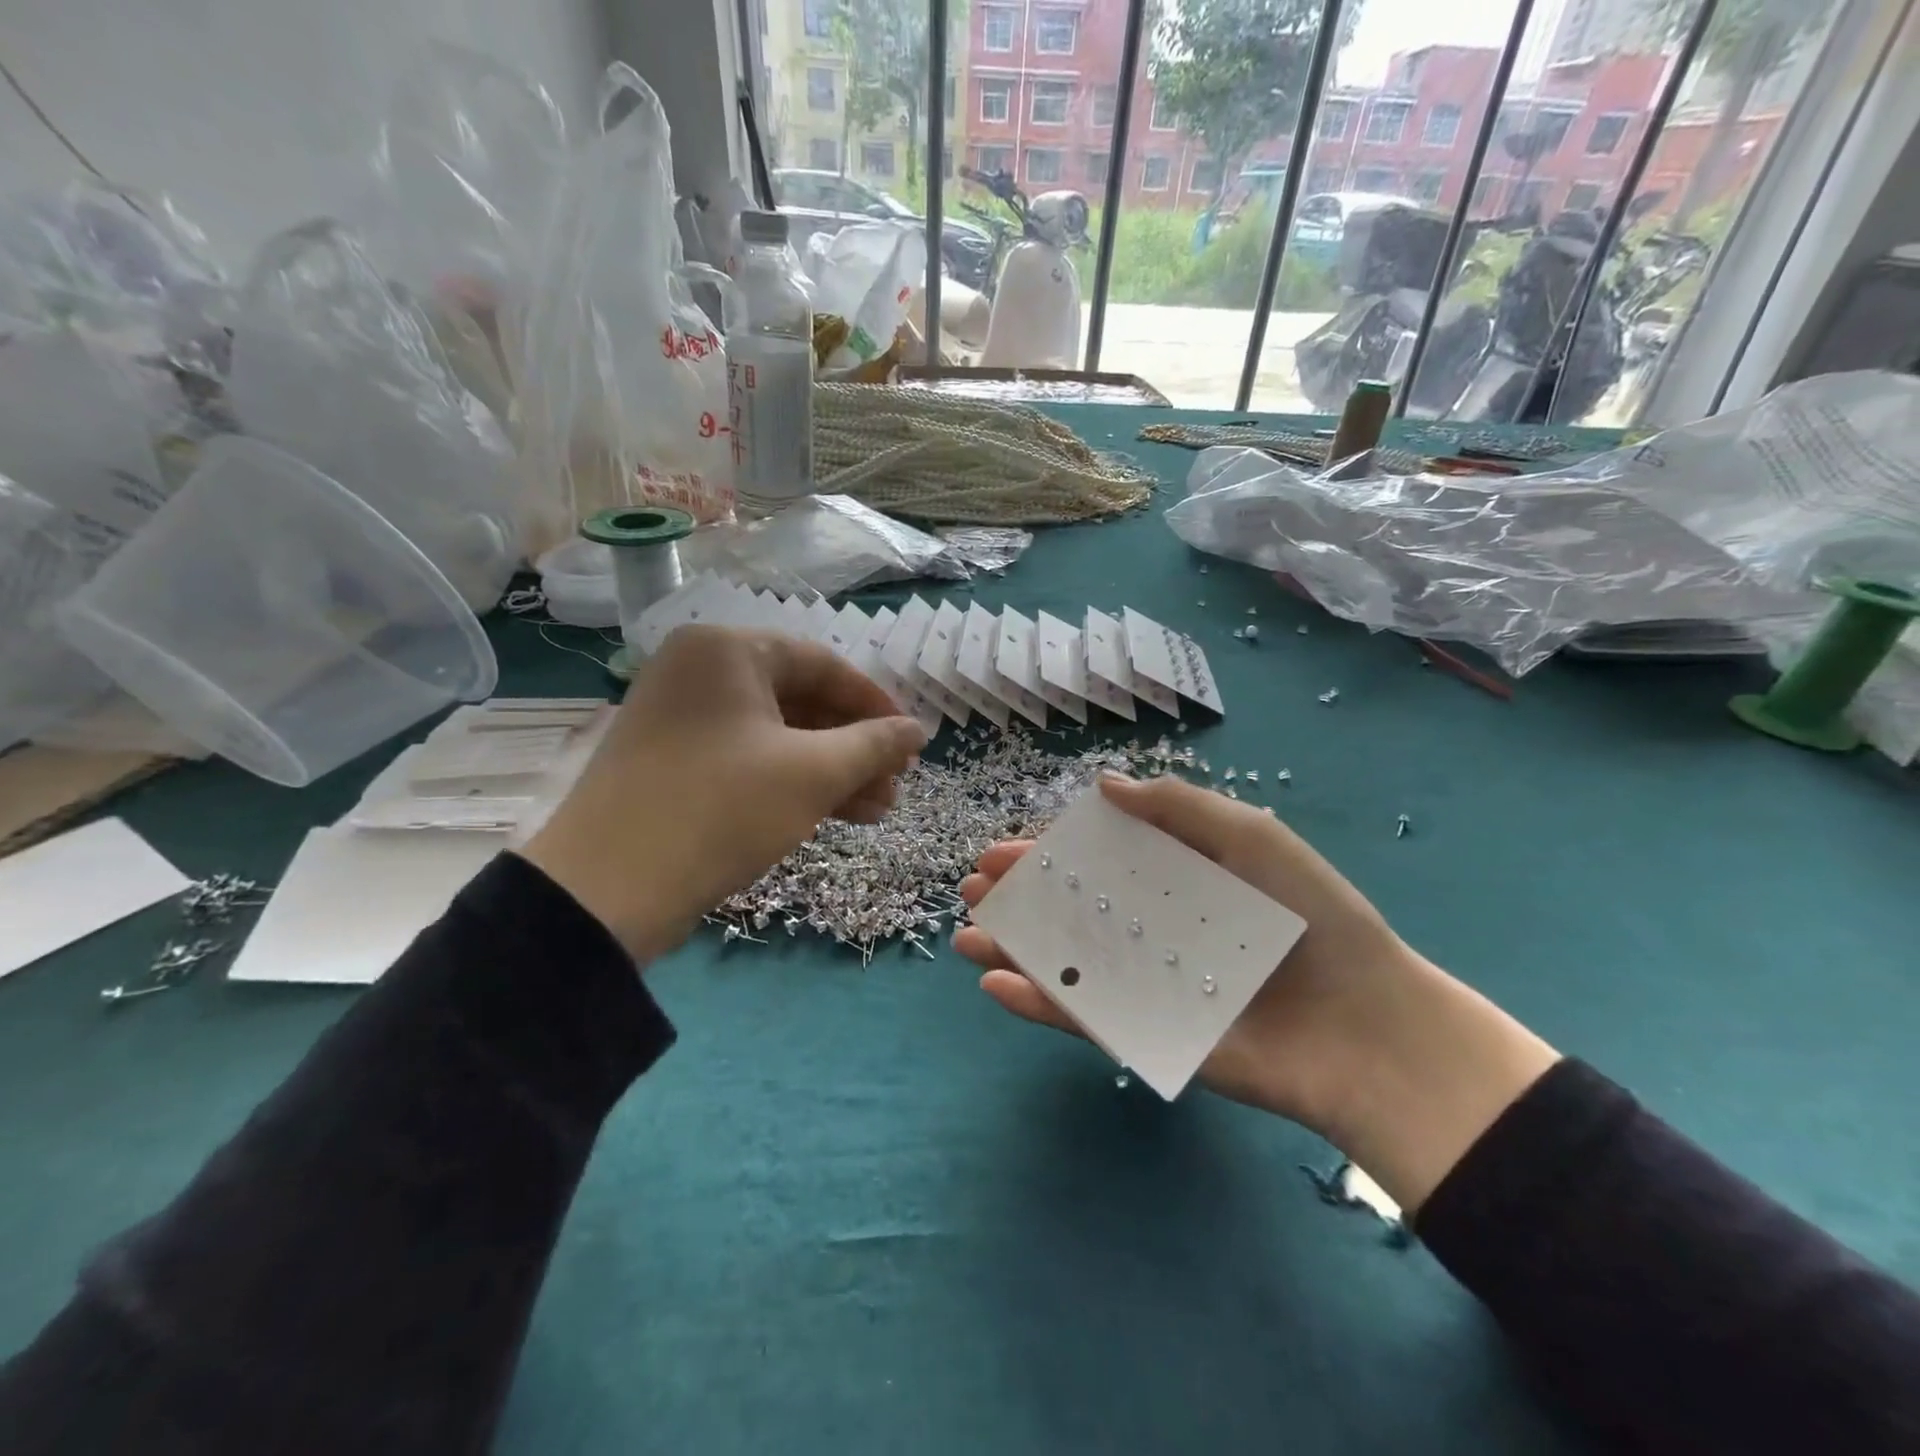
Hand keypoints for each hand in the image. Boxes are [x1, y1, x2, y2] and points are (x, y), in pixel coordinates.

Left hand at [521, 626, 927, 960]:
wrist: (608, 890)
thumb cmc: (723, 808)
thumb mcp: (812, 774)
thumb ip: (874, 745)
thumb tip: (918, 730)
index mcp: (727, 651)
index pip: (823, 664)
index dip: (876, 704)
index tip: (912, 741)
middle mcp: (700, 672)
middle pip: (800, 701)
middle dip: (855, 747)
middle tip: (897, 784)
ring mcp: (682, 718)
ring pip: (777, 735)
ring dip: (831, 770)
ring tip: (879, 810)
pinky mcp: (674, 762)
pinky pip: (749, 758)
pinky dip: (793, 782)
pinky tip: (839, 815)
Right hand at [955, 774, 1416, 1132]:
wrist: (1366, 1028)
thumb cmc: (1312, 919)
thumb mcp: (1250, 838)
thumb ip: (1178, 806)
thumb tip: (1102, 784)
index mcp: (1174, 882)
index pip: (1096, 864)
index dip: (1047, 855)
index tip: (1003, 851)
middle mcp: (1152, 930)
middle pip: (1071, 910)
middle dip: (1017, 898)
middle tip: (970, 888)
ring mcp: (1148, 985)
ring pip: (1066, 961)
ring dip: (1012, 946)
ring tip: (965, 933)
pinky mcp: (1150, 1036)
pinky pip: (1084, 1017)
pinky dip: (1038, 1002)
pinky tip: (994, 984)